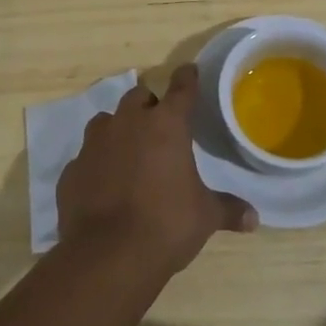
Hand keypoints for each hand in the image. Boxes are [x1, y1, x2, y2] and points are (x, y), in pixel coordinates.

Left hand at [57, 64, 257, 276]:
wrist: (107, 255)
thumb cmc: (166, 225)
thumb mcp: (205, 217)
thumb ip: (228, 210)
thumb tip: (253, 218)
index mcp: (166, 125)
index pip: (181, 88)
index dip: (187, 78)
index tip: (189, 70)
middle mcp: (128, 123)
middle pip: (138, 97)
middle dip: (149, 105)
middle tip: (159, 124)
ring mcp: (95, 144)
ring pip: (106, 120)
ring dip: (118, 129)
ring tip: (128, 150)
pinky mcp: (72, 169)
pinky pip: (86, 156)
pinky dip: (97, 163)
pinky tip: (104, 183)